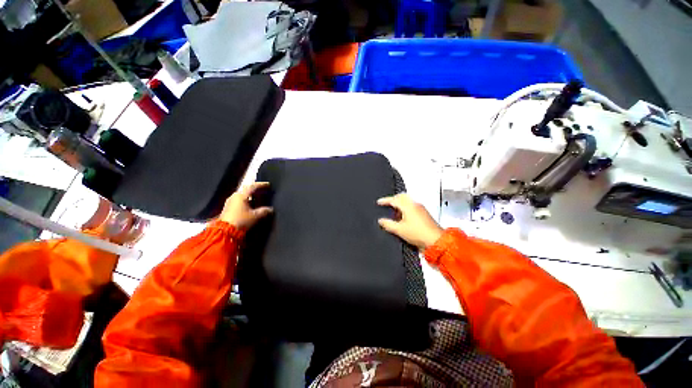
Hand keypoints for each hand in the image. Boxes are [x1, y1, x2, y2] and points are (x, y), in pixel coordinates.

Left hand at [220, 182, 272, 229]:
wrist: (225, 232)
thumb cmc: (241, 220)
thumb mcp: (255, 216)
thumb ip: (264, 211)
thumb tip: (271, 209)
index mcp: (241, 195)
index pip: (252, 187)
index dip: (261, 185)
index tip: (268, 185)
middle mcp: (235, 196)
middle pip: (247, 190)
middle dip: (256, 190)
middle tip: (264, 191)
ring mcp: (230, 202)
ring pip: (243, 195)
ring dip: (251, 196)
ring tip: (259, 198)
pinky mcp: (228, 208)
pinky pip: (240, 200)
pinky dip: (247, 200)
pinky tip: (251, 205)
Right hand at [377, 194, 442, 249]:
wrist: (436, 241)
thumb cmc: (419, 234)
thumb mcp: (399, 230)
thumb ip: (388, 224)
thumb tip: (381, 221)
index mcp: (408, 206)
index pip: (394, 199)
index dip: (385, 200)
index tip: (379, 202)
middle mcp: (415, 204)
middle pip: (402, 197)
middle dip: (393, 199)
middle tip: (387, 203)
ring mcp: (420, 208)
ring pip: (408, 201)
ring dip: (400, 204)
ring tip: (393, 211)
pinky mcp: (424, 214)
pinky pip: (412, 206)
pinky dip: (405, 208)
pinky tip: (403, 217)